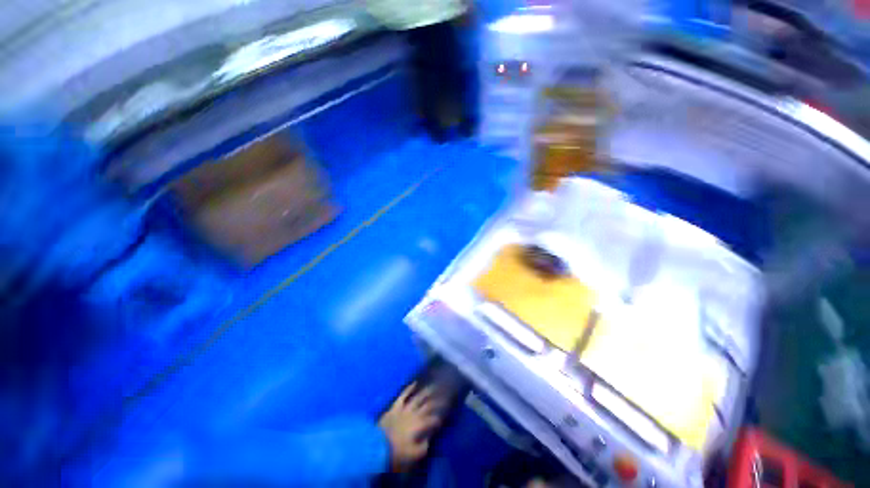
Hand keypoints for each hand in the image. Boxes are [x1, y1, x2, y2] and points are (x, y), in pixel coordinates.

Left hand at [378, 383, 443, 471]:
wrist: (376, 446)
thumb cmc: (395, 453)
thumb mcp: (412, 455)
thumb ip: (423, 447)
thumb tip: (428, 440)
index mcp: (419, 426)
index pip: (432, 420)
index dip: (438, 419)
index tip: (443, 418)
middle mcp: (414, 414)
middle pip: (427, 406)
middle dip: (436, 402)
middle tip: (444, 396)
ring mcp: (404, 409)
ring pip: (418, 398)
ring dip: (426, 392)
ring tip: (433, 386)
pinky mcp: (395, 407)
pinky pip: (403, 395)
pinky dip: (409, 388)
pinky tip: (414, 383)